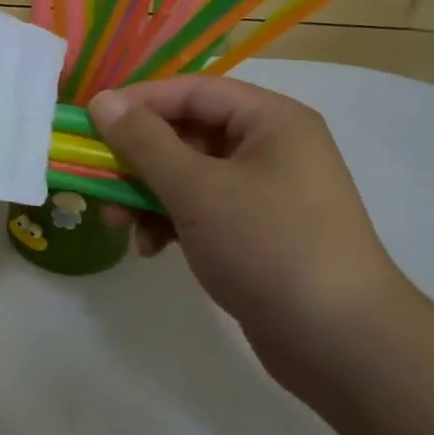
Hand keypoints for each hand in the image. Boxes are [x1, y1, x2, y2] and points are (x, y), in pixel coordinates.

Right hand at [89, 76, 420, 397]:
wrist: (341, 343)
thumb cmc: (269, 247)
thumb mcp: (197, 189)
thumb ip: (144, 142)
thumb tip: (102, 101)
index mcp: (270, 121)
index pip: (192, 91)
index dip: (139, 102)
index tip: (92, 123)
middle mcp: (270, 148)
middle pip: (187, 134)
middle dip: (138, 158)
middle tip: (97, 179)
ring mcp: (264, 193)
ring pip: (188, 176)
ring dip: (147, 195)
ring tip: (117, 223)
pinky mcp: (256, 233)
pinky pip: (201, 210)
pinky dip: (170, 222)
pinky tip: (150, 249)